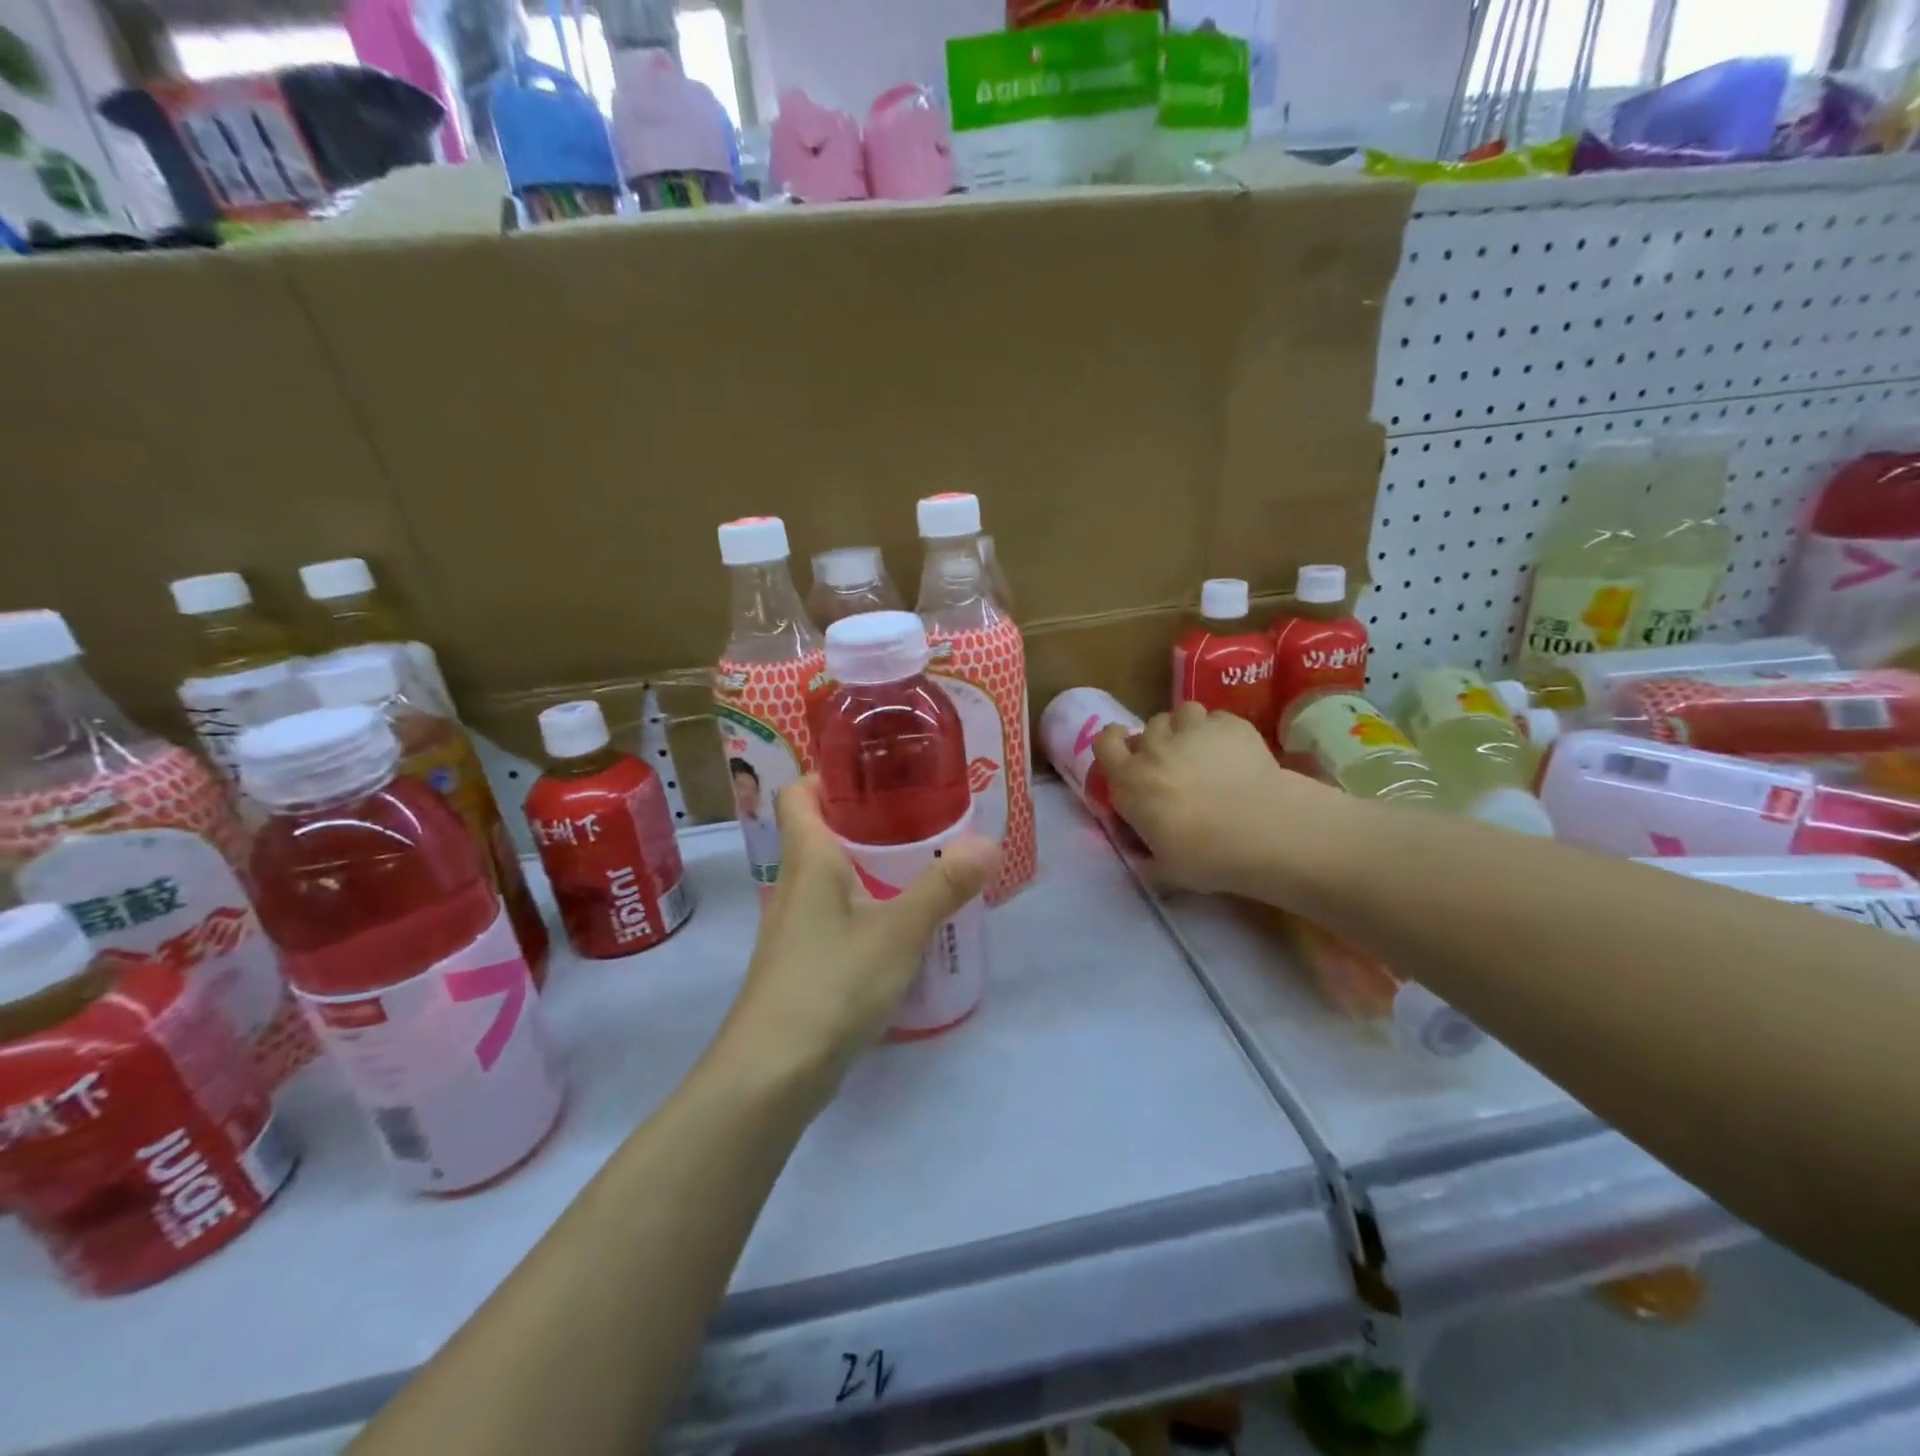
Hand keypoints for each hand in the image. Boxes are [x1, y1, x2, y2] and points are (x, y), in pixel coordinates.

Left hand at [711, 778, 999, 1101]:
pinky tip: (902, 924)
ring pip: (830, 876)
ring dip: (869, 865)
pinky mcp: (803, 962)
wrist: (772, 1073)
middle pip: (820, 832)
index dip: (827, 774)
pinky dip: (866, 905)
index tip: (875, 771)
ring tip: (921, 864)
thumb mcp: (898, 931)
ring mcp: (795, 927)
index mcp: (808, 859)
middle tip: (920, 816)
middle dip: (866, 820)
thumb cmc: (831, 983)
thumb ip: (943, 887)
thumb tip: (988, 843)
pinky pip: (835, 914)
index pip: (797, 793)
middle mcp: (794, 884)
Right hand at [1092, 702, 1342, 896]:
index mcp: (1130, 781)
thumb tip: (1142, 853)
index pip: (1105, 743)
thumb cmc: (1207, 856)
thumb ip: (1146, 853)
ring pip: (1182, 714)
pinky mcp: (1230, 724)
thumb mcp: (1163, 867)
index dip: (1114, 742)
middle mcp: (1155, 748)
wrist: (1264, 831)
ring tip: (1204, 749)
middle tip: (1175, 764)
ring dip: (1186, 728)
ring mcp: (1193, 730)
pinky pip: (1217, 718)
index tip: (1125, 751)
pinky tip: (1235, 751)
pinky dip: (1220, 731)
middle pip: (1148, 728)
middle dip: (1158, 742)